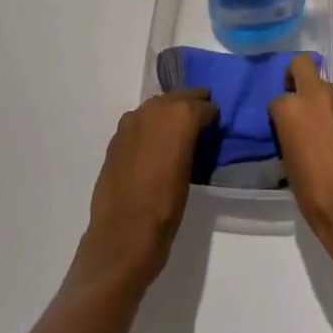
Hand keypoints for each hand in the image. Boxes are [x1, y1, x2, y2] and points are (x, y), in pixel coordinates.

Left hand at [76, 88, 217, 288]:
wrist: (123, 236)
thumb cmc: (166, 208)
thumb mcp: (191, 172)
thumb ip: (192, 142)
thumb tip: (194, 135)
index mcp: (180, 116)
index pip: (203, 105)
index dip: (211, 115)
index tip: (215, 123)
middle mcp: (155, 109)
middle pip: (178, 97)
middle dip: (190, 105)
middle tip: (201, 117)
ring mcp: (132, 120)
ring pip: (157, 106)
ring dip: (168, 113)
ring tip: (177, 131)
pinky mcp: (116, 136)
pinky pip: (139, 122)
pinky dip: (149, 126)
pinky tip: (153, 144)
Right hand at [269, 53, 332, 277]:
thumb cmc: (316, 197)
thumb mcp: (290, 167)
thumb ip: (290, 137)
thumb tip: (295, 134)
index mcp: (290, 110)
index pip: (277, 100)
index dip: (278, 115)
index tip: (282, 130)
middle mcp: (316, 96)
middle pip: (302, 65)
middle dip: (296, 76)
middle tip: (298, 101)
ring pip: (326, 86)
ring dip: (321, 99)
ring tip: (322, 128)